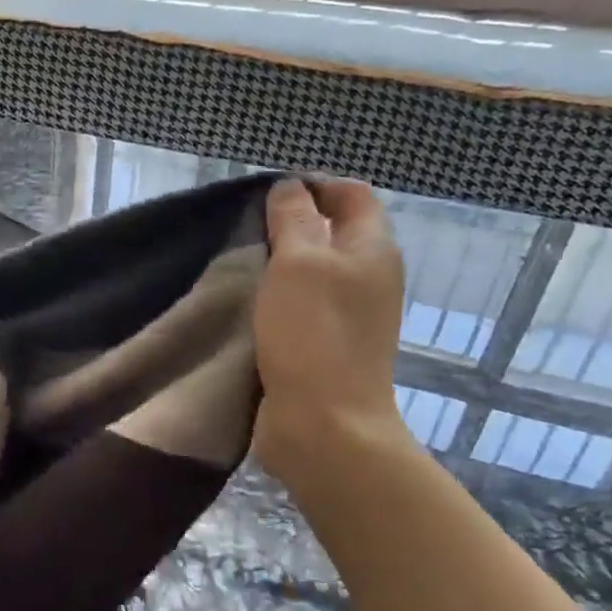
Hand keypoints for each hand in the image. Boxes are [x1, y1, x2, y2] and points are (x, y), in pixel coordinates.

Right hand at [253, 179, 408, 487]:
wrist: (324, 425)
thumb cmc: (313, 334)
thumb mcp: (299, 262)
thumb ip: (294, 218)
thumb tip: (290, 187)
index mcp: (372, 249)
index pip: (351, 194)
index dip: (313, 185)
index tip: (267, 194)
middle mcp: (368, 277)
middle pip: (331, 231)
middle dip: (290, 223)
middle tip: (245, 227)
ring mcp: (349, 315)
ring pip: (312, 270)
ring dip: (278, 263)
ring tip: (239, 261)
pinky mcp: (325, 344)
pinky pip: (300, 305)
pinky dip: (275, 297)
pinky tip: (245, 301)